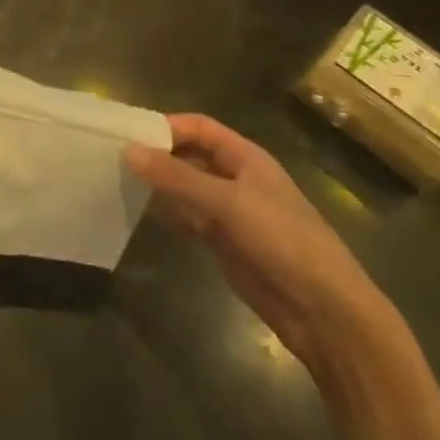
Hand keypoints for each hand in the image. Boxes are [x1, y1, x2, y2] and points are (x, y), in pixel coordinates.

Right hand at [124, 115, 391, 373]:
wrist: (326, 313)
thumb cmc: (284, 242)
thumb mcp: (228, 203)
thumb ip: (177, 177)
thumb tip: (128, 150)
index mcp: (246, 158)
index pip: (199, 128)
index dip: (166, 126)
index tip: (128, 133)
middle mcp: (236, 179)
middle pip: (189, 155)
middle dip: (157, 154)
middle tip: (114, 156)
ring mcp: (229, 212)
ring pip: (185, 187)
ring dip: (158, 184)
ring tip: (117, 180)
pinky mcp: (223, 243)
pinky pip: (187, 217)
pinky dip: (165, 212)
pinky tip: (139, 211)